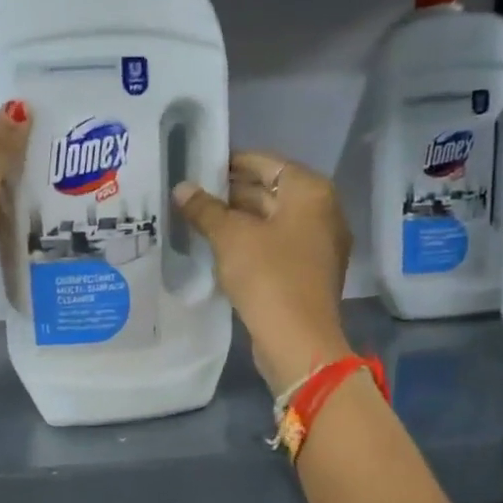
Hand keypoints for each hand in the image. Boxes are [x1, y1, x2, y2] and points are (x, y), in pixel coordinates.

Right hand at [173, 152, 352, 391]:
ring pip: (270, 222)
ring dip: (236, 221)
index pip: (266, 162)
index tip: (198, 166)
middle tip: (190, 195)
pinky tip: (217, 249)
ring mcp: (317, 245)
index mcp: (310, 192)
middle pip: (270, 191)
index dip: (231, 162)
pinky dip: (249, 244)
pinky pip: (274, 247)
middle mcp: (321, 212)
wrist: (298, 340)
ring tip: (196, 220)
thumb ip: (205, 209)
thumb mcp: (230, 238)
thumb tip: (181, 188)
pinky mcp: (307, 273)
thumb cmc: (268, 276)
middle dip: (231, 193)